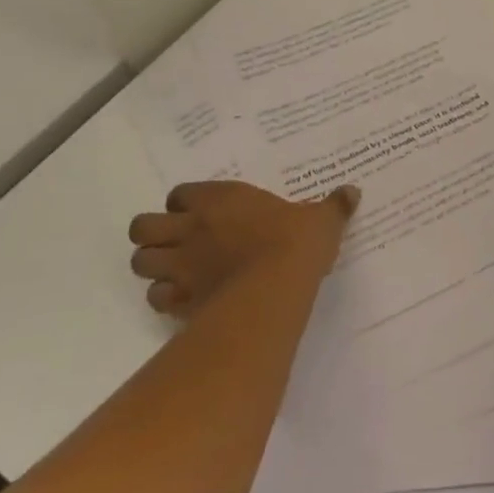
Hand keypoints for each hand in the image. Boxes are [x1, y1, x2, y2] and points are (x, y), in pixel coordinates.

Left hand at [127, 180, 359, 318]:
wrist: (275, 288)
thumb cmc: (295, 243)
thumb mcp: (321, 219)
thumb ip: (333, 206)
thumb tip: (353, 191)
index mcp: (219, 199)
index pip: (180, 194)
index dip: (186, 203)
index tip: (203, 212)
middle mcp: (190, 228)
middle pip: (142, 227)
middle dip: (153, 234)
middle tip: (179, 242)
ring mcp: (180, 266)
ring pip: (140, 262)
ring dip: (154, 266)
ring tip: (176, 272)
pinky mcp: (179, 301)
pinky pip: (156, 298)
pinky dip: (165, 299)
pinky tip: (186, 301)